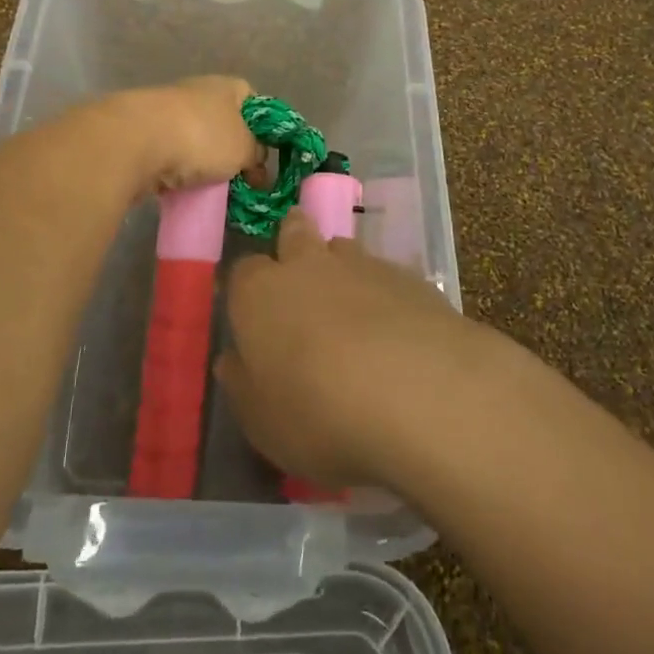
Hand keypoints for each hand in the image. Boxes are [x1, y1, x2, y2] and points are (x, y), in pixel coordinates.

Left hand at [113, 76, 263, 195]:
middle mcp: (198, 92)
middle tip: (242, 181)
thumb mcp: (244, 148)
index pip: (255, 102)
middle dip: (232, 152)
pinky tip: (184, 190)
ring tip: (213, 190)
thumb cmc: (202, 137)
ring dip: (204, 164)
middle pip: (224, 124)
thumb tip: (255, 159)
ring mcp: (168, 111)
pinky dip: (178, 172)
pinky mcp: (144, 134)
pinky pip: (171, 156)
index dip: (263, 129)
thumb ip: (256, 153)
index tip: (265, 157)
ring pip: (196, 142)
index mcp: (227, 86)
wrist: (137, 140)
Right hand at [214, 208, 486, 490]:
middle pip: (294, 232)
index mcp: (259, 293)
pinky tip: (396, 333)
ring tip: (351, 312)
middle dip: (294, 243)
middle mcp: (307, 264)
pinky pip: (387, 276)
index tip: (252, 313)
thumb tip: (232, 360)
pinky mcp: (411, 278)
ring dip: (340, 269)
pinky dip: (384, 296)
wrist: (420, 395)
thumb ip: (243, 385)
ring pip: (343, 250)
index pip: (242, 272)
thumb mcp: (263, 421)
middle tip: (300, 277)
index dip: (247, 289)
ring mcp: (362, 265)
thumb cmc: (320, 413)